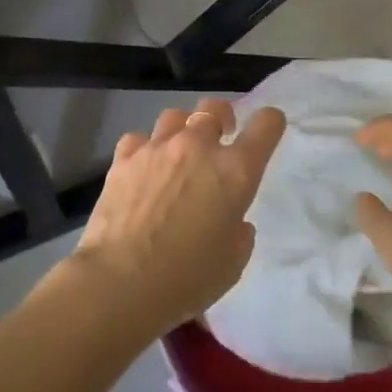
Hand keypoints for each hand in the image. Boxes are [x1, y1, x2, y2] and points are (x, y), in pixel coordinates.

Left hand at [68, 99, 285, 339]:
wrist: (121, 282)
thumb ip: (239, 232)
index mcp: (235, 171)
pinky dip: (145, 148)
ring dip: (183, 130)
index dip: (270, 122)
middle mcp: (198, 147)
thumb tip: (232, 219)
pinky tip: (143, 168)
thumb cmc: (187, 279)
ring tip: (178, 152)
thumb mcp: (233, 263)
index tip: (268, 128)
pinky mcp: (125, 157)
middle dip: (222, 118)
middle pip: (214, 109)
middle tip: (220, 137)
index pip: (265, 126)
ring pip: (175, 116)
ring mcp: (158, 147)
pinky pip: (140, 138)